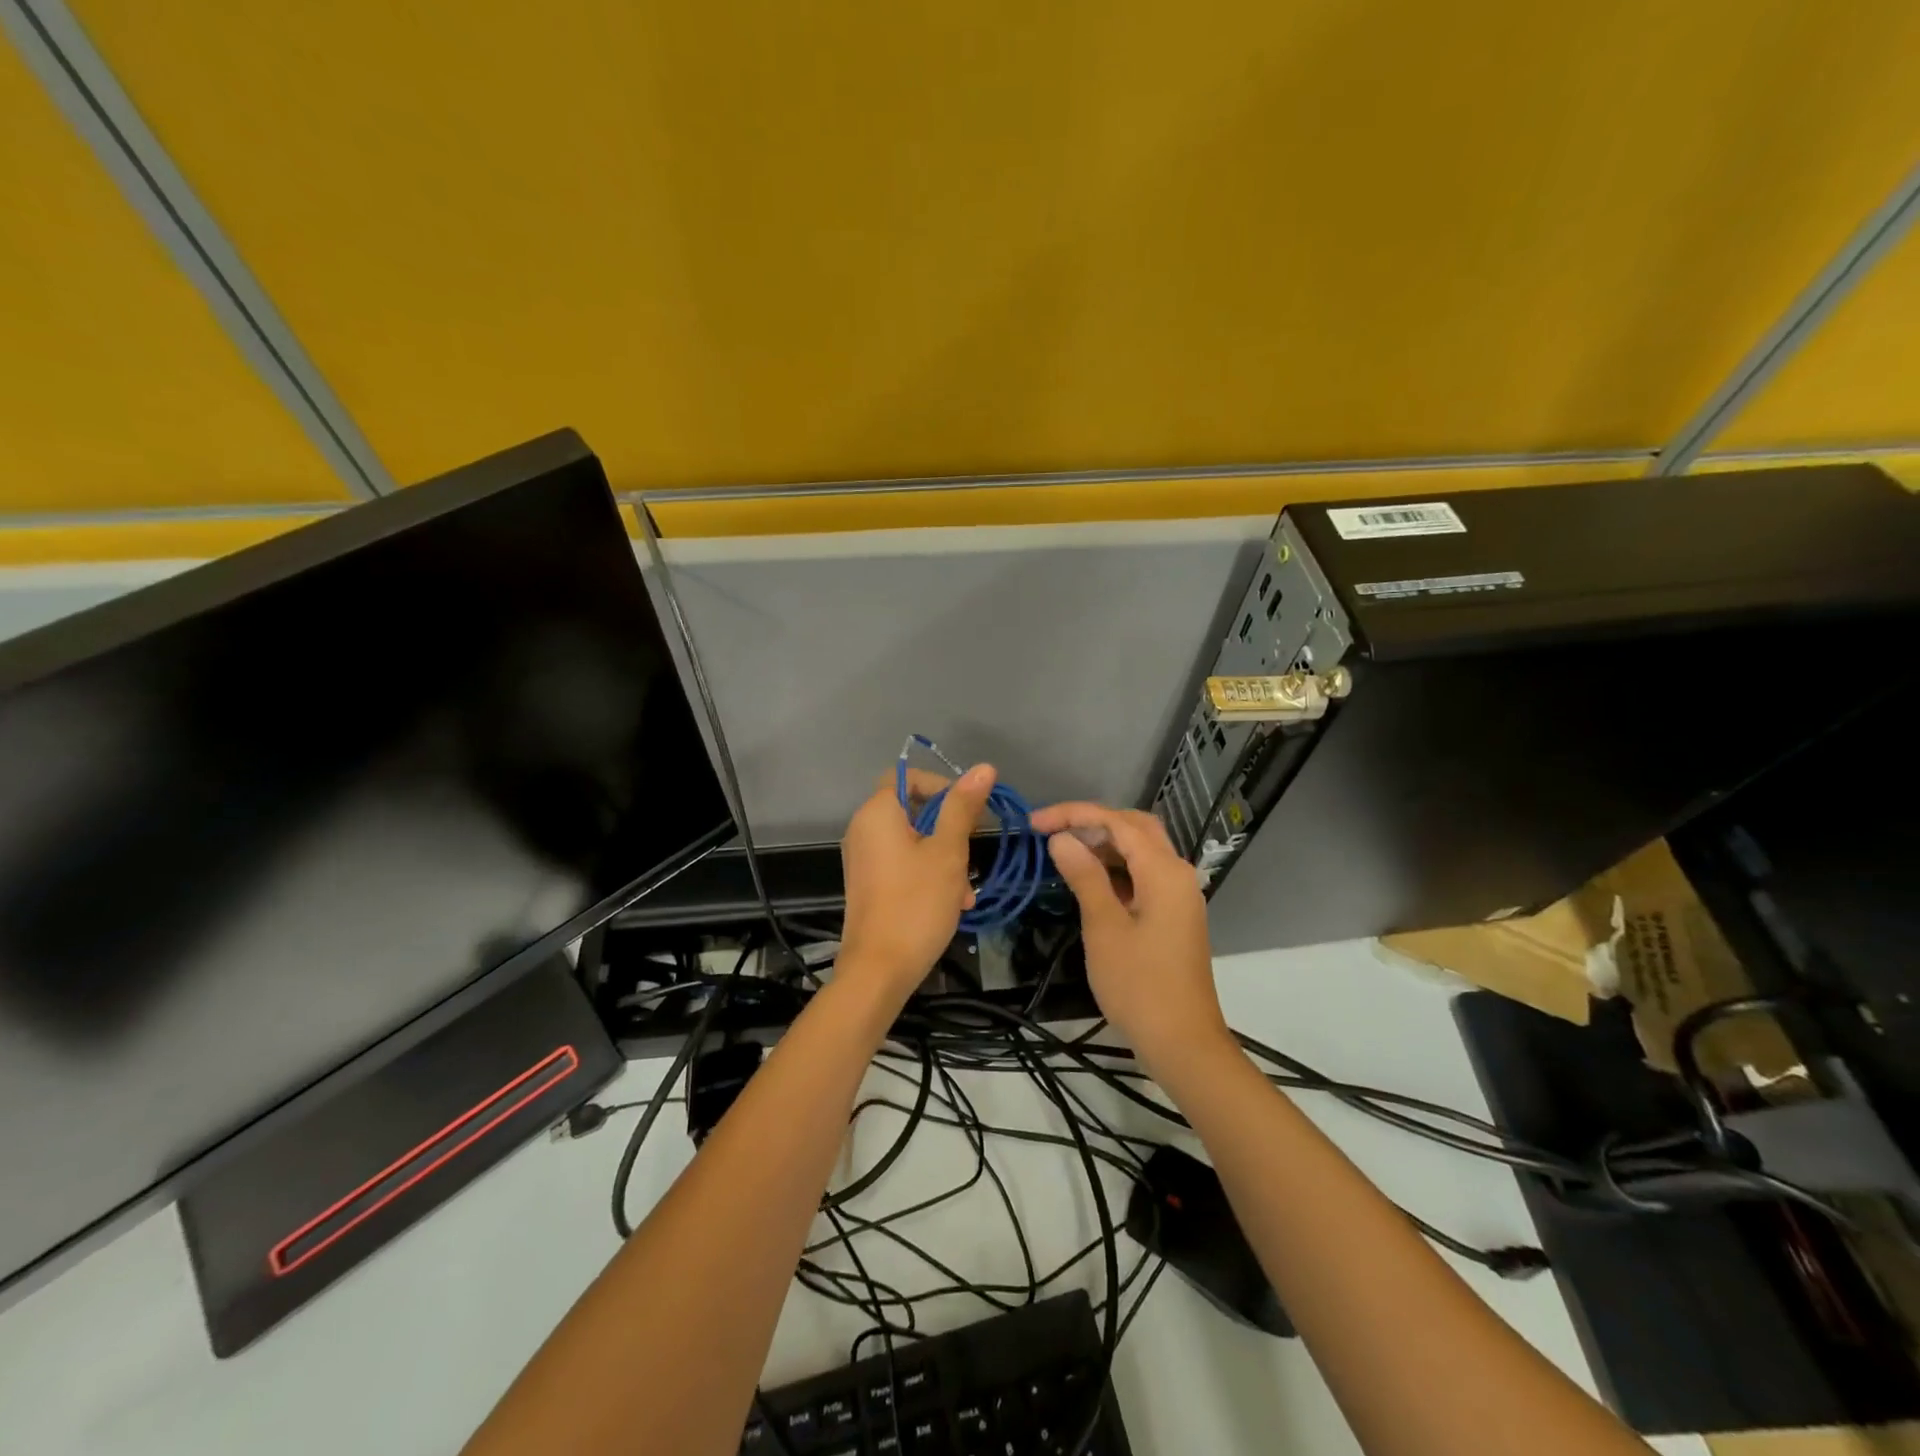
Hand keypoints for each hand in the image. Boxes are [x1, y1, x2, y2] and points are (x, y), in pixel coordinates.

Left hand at [837, 764, 995, 1003]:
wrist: (879, 970)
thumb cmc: (916, 903)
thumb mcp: (948, 852)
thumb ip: (963, 807)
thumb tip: (983, 767)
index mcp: (877, 812)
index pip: (908, 777)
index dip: (942, 786)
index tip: (969, 811)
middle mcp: (863, 829)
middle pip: (912, 809)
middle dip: (949, 827)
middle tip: (972, 850)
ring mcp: (864, 858)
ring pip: (912, 840)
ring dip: (944, 855)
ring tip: (966, 888)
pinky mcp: (869, 883)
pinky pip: (902, 863)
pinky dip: (927, 872)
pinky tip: (953, 902)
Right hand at [1030, 802, 1230, 1077]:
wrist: (1182, 1042)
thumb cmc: (1139, 985)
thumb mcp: (1104, 927)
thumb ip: (1084, 876)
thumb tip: (1061, 839)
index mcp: (1164, 871)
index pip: (1117, 822)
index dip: (1073, 815)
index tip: (1034, 822)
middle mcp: (1176, 873)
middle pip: (1133, 828)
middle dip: (1091, 822)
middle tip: (1050, 831)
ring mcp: (1177, 894)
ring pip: (1139, 850)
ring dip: (1102, 844)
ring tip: (1061, 851)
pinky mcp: (1172, 914)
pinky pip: (1142, 874)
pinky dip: (1114, 868)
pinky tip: (1086, 878)